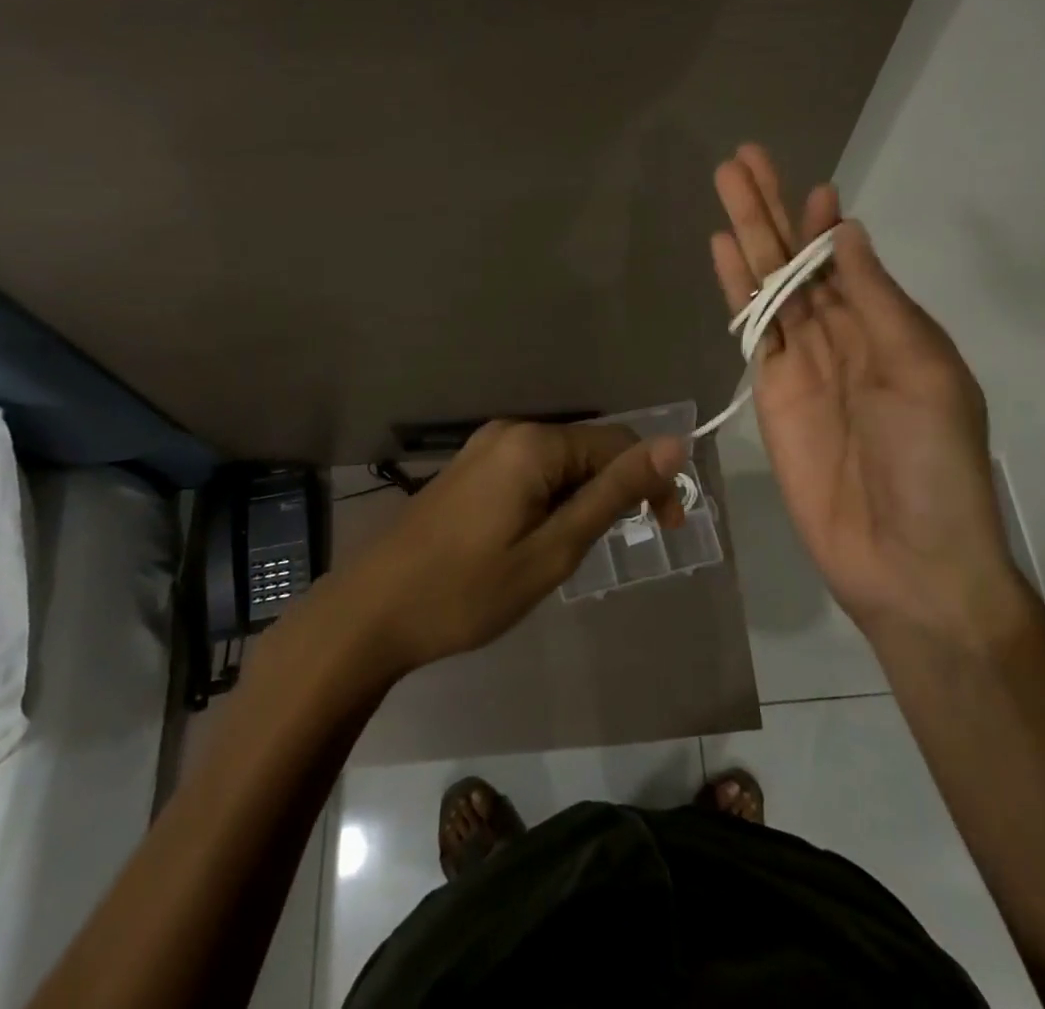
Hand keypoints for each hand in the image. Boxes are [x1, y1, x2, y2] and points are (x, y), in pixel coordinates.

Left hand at [331, 421, 687, 676]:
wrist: (371, 613)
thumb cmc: (468, 590)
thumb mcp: (553, 549)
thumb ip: (613, 494)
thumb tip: (673, 444)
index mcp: (534, 443)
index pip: (619, 444)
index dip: (651, 481)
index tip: (666, 530)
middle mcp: (511, 431)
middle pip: (588, 449)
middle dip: (615, 491)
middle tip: (616, 548)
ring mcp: (484, 448)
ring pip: (560, 462)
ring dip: (582, 499)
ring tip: (572, 552)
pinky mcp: (469, 468)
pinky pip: (530, 471)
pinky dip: (551, 499)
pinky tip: (539, 538)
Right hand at [710, 145, 1019, 641]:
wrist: (905, 558)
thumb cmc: (933, 463)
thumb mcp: (923, 371)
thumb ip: (878, 301)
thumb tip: (846, 234)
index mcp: (890, 327)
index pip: (846, 259)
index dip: (823, 223)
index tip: (810, 185)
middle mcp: (843, 335)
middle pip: (797, 261)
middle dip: (771, 210)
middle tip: (742, 159)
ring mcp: (802, 362)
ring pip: (769, 285)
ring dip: (748, 236)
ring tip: (725, 185)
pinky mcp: (769, 390)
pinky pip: (752, 330)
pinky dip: (737, 290)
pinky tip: (723, 252)